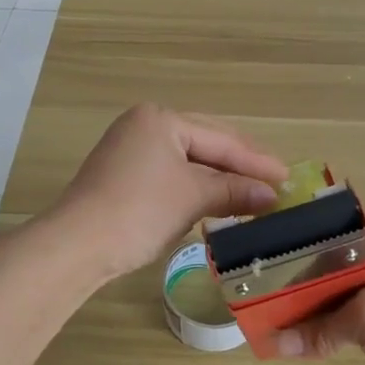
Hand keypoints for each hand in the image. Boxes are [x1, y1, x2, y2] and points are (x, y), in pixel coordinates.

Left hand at [50, 104, 286, 280]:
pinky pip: (172, 176)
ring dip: (220, 179)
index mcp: (160, 119)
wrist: (77, 245)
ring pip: (188, 162)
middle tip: (276, 182)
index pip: (220, 139)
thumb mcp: (192, 197)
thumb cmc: (139, 210)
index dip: (256, 160)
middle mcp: (144, 126)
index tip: (287, 176)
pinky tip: (217, 200)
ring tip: (254, 193)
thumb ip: (234, 191)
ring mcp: (130, 151)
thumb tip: (271, 196)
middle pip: (205, 144)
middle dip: (240, 166)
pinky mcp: (123, 177)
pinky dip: (196, 189)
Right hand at [274, 225, 364, 364]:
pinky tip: (309, 338)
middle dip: (300, 281)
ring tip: (275, 316)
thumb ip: (319, 331)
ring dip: (317, 307)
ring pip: (346, 293)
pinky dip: (337, 327)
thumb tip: (271, 344)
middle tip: (259, 290)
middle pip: (335, 263)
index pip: (332, 227)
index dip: (297, 238)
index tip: (262, 251)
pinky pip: (361, 317)